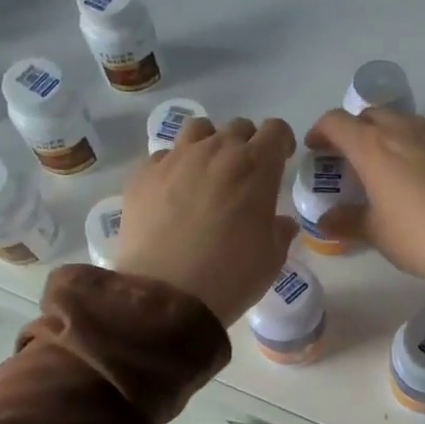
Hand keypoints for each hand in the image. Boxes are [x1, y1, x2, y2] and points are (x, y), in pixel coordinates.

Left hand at [117, 116, 299, 324]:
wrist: (166, 296)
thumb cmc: (231, 276)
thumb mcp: (271, 258)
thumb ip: (280, 232)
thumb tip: (281, 223)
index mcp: (256, 166)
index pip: (275, 130)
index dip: (280, 142)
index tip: (280, 160)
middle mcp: (217, 151)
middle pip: (237, 127)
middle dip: (246, 144)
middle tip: (244, 175)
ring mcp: (175, 159)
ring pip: (198, 130)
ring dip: (209, 144)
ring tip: (207, 173)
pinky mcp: (143, 175)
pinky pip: (163, 156)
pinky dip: (173, 167)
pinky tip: (172, 193)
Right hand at [304, 108, 424, 280]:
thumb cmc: (417, 234)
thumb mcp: (376, 232)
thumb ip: (346, 221)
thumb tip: (324, 222)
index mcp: (372, 146)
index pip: (336, 121)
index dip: (321, 131)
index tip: (317, 149)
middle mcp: (402, 129)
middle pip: (370, 115)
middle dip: (356, 131)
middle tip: (352, 158)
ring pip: (403, 122)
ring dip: (388, 135)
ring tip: (388, 165)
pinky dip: (417, 144)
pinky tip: (422, 172)